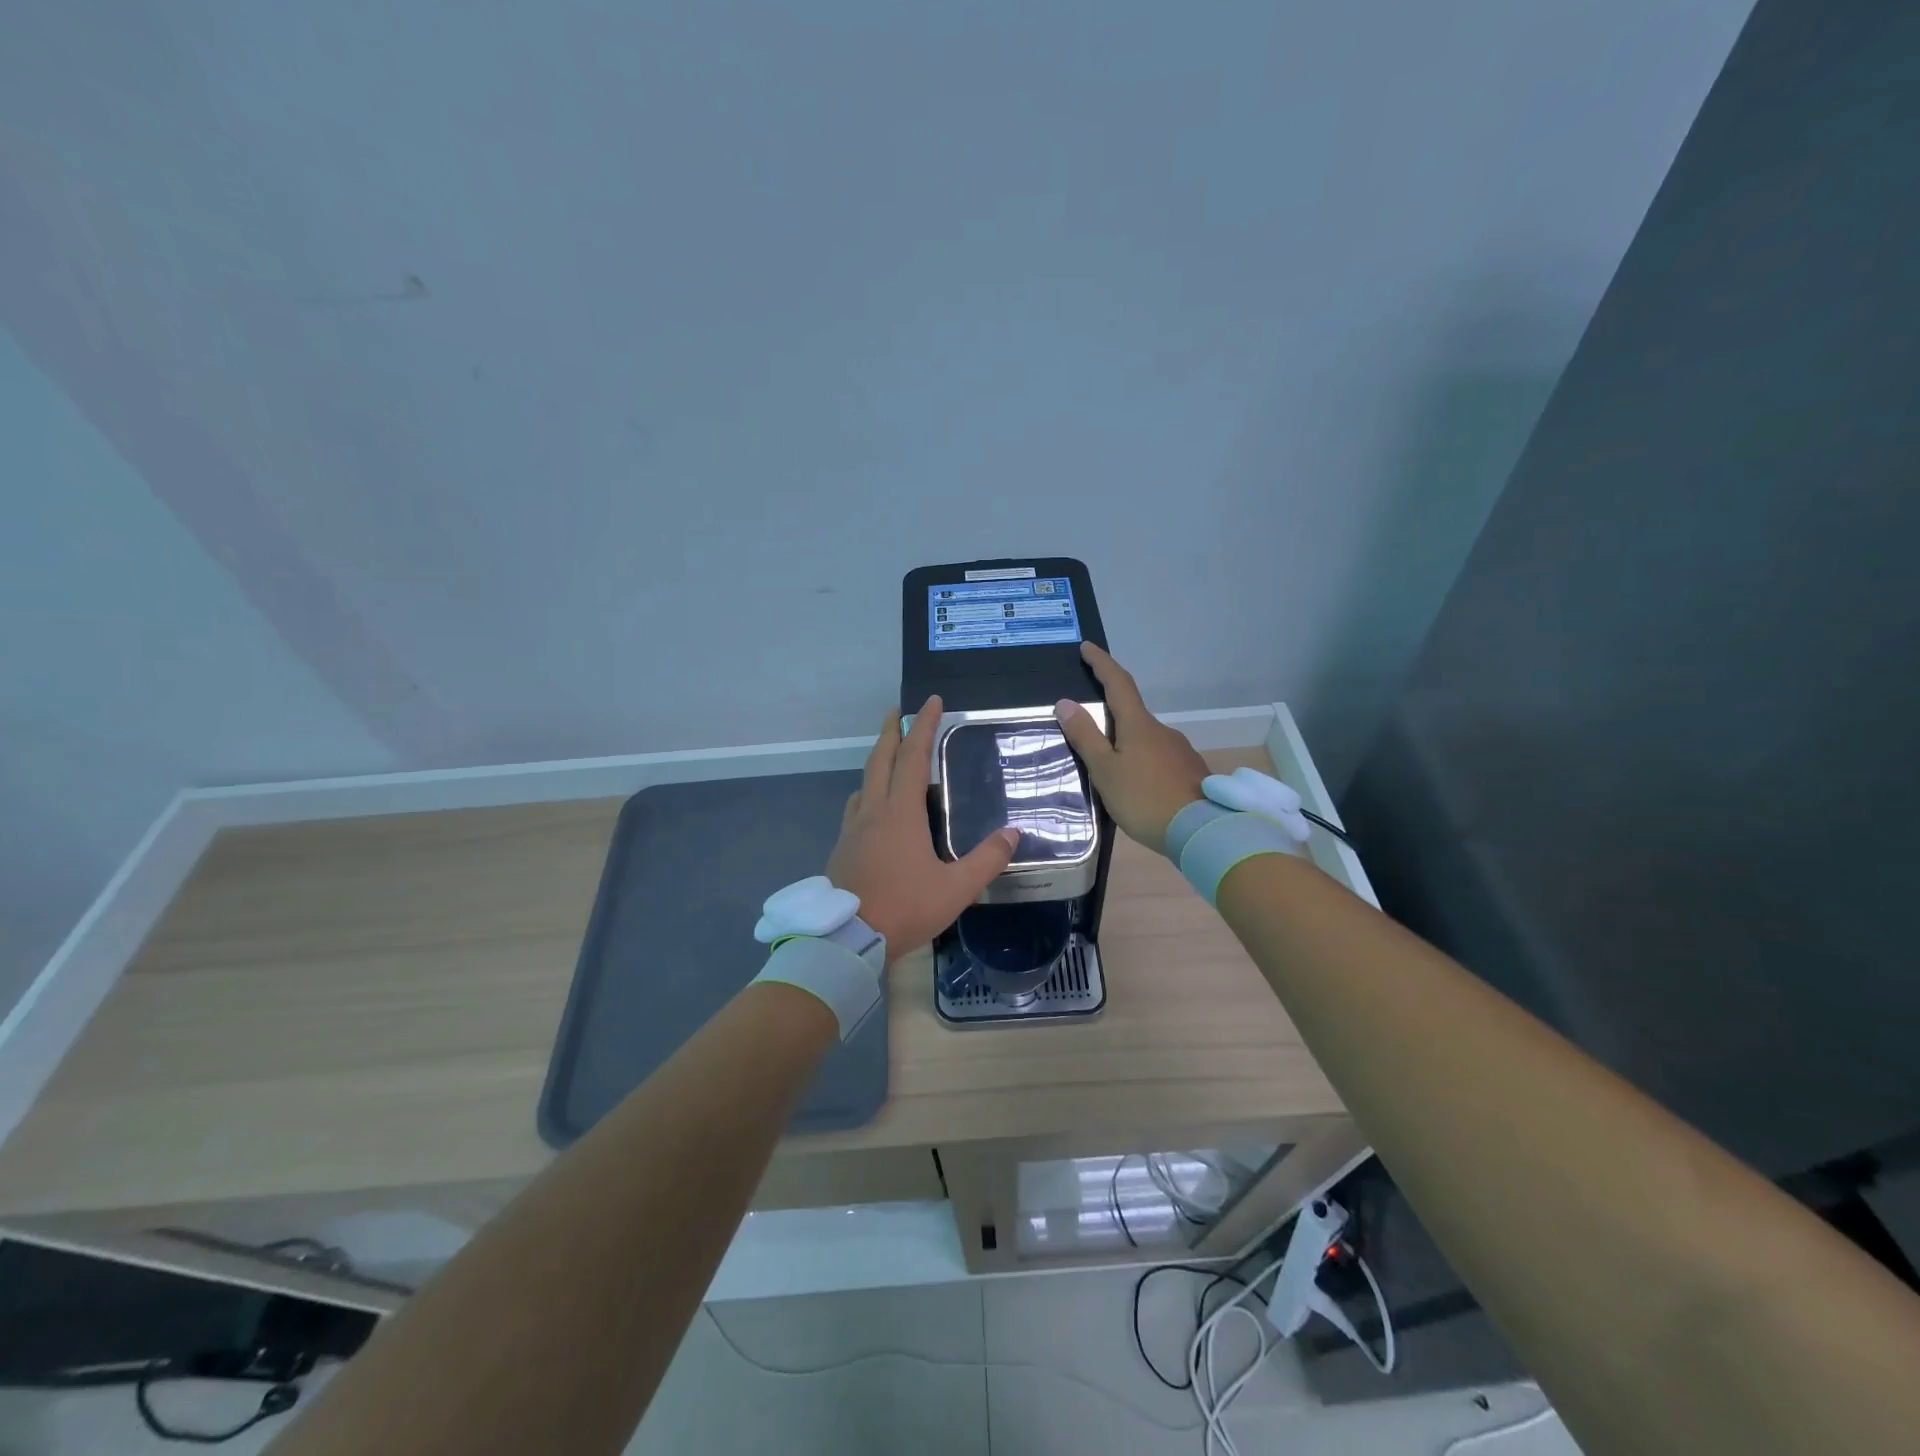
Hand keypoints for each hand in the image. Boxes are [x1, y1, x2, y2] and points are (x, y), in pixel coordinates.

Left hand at [827, 696, 1018, 958]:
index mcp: (900, 813)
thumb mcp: (955, 888)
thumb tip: (1014, 833)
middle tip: (897, 712)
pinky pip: (855, 808)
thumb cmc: (904, 908)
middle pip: (880, 760)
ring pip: (864, 782)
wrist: (847, 939)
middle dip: (890, 732)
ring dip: (877, 761)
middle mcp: (873, 811)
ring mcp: (852, 829)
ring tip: (889, 757)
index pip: (913, 757)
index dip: (923, 726)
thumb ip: (987, 860)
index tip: (930, 701)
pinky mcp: (842, 849)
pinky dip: (867, 792)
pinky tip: (872, 807)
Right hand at [1053, 642, 1208, 856]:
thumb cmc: (1144, 799)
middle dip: (1110, 712)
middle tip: (1088, 726)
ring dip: (1126, 742)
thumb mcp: (1105, 770)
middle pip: (1132, 712)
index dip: (1102, 663)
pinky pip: (1158, 758)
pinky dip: (1142, 761)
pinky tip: (1136, 784)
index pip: (1118, 683)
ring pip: (1146, 738)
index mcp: (1138, 725)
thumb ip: (1085, 737)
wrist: (1202, 831)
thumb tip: (1065, 702)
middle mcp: (1162, 730)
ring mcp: (1179, 751)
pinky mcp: (1189, 772)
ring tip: (1109, 766)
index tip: (1087, 647)